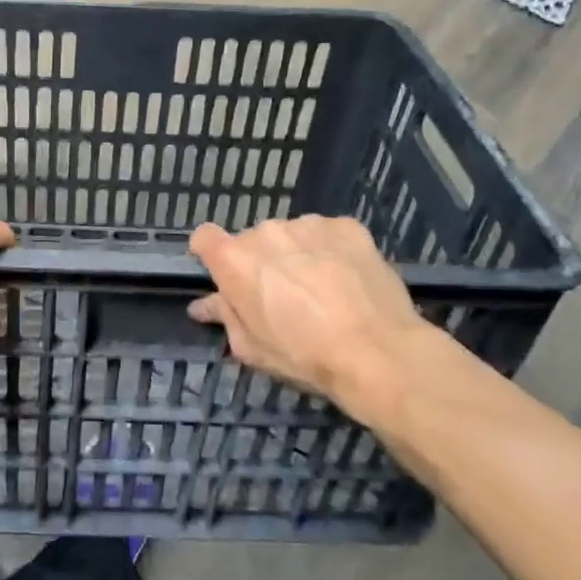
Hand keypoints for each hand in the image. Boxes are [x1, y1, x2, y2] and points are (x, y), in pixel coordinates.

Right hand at [188, 217, 429, 413]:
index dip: (210, 253)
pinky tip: (346, 278)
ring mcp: (308, 224)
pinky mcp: (346, 226)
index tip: (224, 274)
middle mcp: (266, 232)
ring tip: (320, 288)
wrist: (377, 352)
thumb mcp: (251, 348)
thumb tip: (203, 305)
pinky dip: (330, 250)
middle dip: (260, 262)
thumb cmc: (303, 355)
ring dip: (296, 254)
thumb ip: (224, 317)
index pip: (204, 237)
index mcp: (234, 260)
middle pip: (253, 240)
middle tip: (281, 295)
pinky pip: (327, 234)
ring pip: (291, 235)